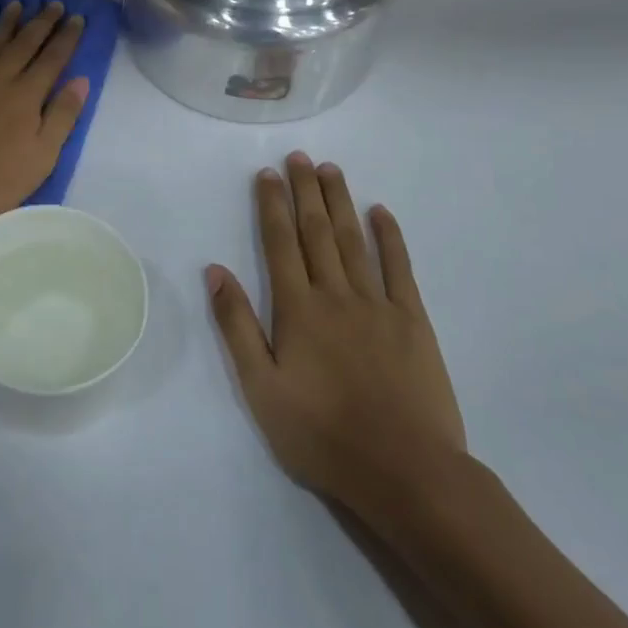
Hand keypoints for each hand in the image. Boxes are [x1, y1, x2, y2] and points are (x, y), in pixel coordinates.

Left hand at [0, 2, 89, 234]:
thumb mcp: (41, 158)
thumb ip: (62, 116)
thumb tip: (81, 80)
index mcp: (27, 95)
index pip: (53, 58)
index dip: (67, 37)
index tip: (78, 18)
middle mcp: (1, 78)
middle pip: (25, 42)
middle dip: (43, 22)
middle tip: (56, 4)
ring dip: (11, 21)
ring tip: (21, 6)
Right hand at [207, 153, 467, 516]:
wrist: (405, 471)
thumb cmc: (322, 434)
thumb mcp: (261, 389)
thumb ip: (237, 326)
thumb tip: (214, 271)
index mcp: (297, 309)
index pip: (280, 243)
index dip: (271, 205)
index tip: (267, 174)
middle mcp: (335, 294)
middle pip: (316, 231)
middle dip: (305, 191)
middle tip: (299, 156)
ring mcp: (377, 304)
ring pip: (354, 240)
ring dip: (340, 201)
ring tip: (330, 169)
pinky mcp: (413, 321)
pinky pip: (399, 268)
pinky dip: (389, 237)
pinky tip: (381, 212)